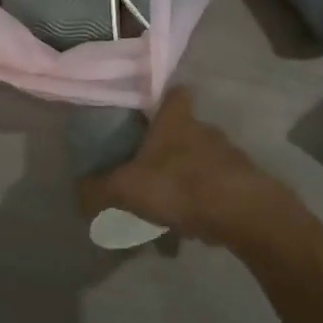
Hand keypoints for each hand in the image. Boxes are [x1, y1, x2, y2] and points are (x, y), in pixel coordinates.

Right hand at [76, 88, 302, 248]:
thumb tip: (77, 192)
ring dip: (186, 180)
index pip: (175, 93)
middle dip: (169, 148)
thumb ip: (99, 190)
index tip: (149, 113)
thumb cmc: (179, 185)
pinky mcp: (244, 182)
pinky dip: (204, 204)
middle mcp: (204, 129)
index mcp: (176, 120)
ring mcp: (228, 155)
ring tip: (168, 212)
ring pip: (200, 162)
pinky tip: (191, 229)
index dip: (164, 99)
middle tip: (149, 172)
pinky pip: (216, 189)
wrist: (243, 212)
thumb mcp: (127, 188)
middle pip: (185, 130)